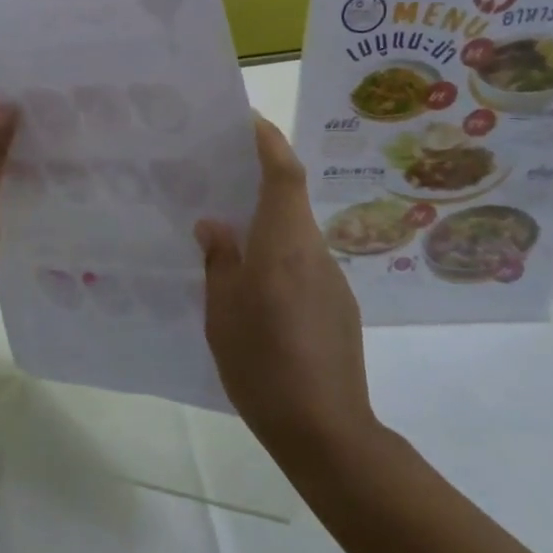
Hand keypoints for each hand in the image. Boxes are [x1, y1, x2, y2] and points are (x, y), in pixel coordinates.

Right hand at [196, 115, 376, 462]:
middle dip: (260, 179)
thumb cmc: (264, 363)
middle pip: (290, 199)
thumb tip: (213, 224)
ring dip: (267, 223)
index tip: (248, 120)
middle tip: (220, 178)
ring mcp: (332, 280)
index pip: (283, 173)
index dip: (269, 140)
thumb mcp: (223, 310)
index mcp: (284, 243)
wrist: (328, 433)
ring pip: (296, 233)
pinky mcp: (339, 306)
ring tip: (230, 236)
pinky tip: (256, 287)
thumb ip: (219, 260)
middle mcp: (314, 251)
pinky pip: (304, 262)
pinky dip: (279, 255)